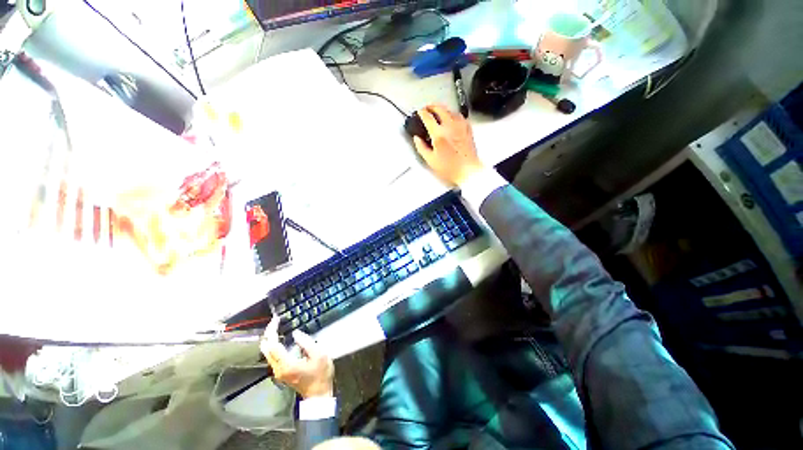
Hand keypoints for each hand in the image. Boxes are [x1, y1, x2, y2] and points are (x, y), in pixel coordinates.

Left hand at [260, 318, 333, 398]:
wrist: (318, 394)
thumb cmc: (320, 374)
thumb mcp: (319, 355)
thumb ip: (307, 342)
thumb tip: (296, 333)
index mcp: (287, 364)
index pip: (273, 345)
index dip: (272, 331)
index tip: (276, 319)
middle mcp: (278, 368)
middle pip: (266, 349)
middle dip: (268, 334)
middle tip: (275, 322)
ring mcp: (278, 372)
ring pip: (267, 353)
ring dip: (270, 339)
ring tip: (278, 327)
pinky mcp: (281, 372)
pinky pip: (272, 356)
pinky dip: (274, 345)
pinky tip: (281, 339)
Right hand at [413, 104, 484, 185]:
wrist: (467, 171)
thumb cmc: (451, 168)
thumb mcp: (430, 160)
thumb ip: (421, 147)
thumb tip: (417, 139)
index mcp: (439, 134)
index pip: (428, 117)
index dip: (422, 113)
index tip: (420, 112)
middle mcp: (450, 127)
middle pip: (440, 108)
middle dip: (431, 106)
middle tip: (427, 108)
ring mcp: (460, 127)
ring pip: (450, 110)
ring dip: (442, 108)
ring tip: (437, 111)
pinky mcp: (467, 129)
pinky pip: (459, 116)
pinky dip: (453, 114)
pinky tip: (451, 117)